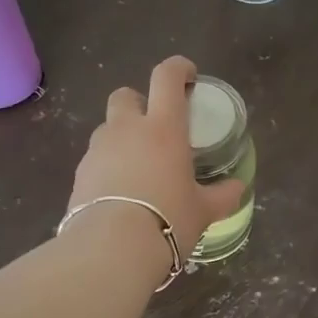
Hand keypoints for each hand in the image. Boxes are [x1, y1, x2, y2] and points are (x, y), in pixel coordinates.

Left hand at [66, 57, 243, 279]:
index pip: (166, 78)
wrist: (111, 248)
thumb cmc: (168, 219)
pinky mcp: (79, 174)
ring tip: (138, 166)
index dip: (178, 68)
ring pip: (108, 128)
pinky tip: (120, 192)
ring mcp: (98, 150)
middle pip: (125, 95)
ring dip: (122, 136)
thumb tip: (238, 188)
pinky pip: (96, 159)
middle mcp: (127, 130)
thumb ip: (222, 195)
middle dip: (139, 102)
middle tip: (155, 126)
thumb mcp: (204, 210)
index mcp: (163, 128)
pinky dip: (108, 166)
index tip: (188, 75)